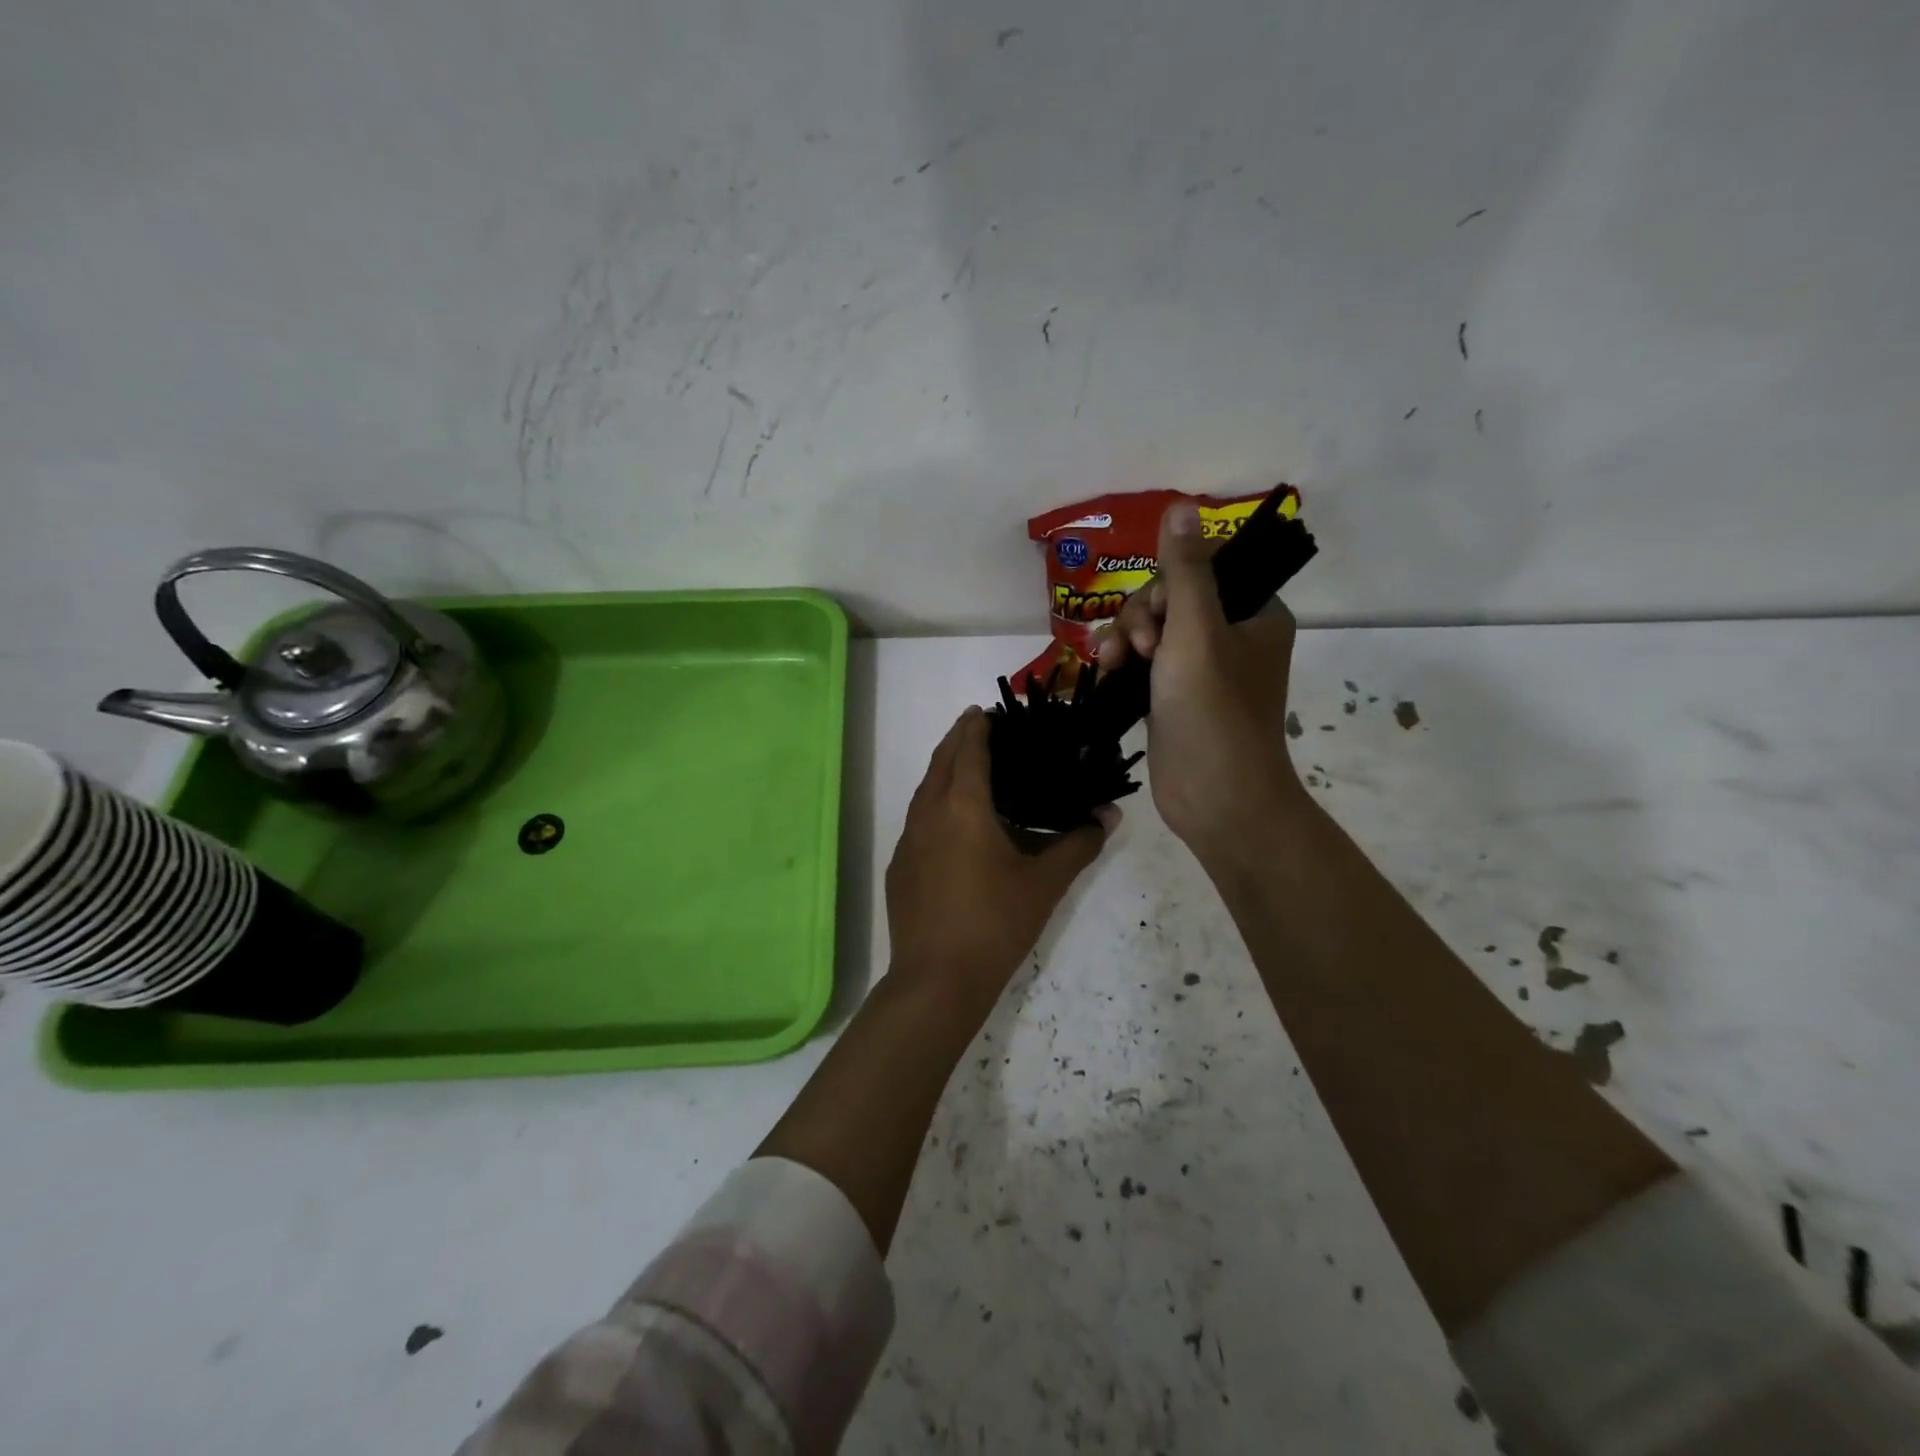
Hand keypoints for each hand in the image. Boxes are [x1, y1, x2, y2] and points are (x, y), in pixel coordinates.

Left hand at [885, 707, 1113, 1009]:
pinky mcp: (899, 866)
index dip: (978, 727)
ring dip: (943, 770)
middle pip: (940, 761)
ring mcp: (907, 840)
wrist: (936, 980)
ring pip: (924, 789)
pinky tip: (951, 824)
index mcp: (962, 807)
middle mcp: (928, 813)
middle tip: (979, 727)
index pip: (968, 750)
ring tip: (966, 767)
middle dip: (957, 739)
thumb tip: (1109, 815)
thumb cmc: (995, 924)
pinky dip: (934, 803)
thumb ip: (1079, 844)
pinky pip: (917, 819)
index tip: (988, 711)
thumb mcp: (1045, 884)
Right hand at [1095, 501, 1303, 862]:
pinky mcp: (1174, 697)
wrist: (1217, 799)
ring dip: (1125, 639)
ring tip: (1114, 665)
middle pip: (1170, 600)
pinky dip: (1123, 664)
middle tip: (1138, 651)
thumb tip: (1181, 507)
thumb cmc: (1213, 712)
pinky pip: (1142, 663)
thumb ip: (1186, 571)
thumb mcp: (1197, 633)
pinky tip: (1107, 673)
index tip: (1158, 618)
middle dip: (1142, 618)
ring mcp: (1200, 669)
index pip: (1202, 571)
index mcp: (1254, 615)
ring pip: (1151, 631)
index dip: (1168, 586)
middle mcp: (1230, 637)